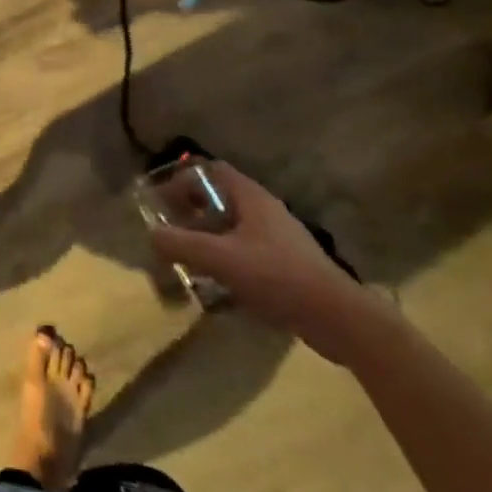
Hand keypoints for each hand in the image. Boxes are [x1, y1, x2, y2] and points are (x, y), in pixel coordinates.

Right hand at [146, 162, 386, 362]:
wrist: (340, 321)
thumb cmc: (278, 277)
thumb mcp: (220, 258)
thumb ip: (181, 244)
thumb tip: (151, 235)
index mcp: (252, 198)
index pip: (212, 170)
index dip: (184, 178)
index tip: (163, 199)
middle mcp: (265, 212)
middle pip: (220, 200)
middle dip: (191, 213)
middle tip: (170, 231)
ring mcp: (279, 240)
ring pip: (233, 229)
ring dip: (207, 240)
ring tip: (186, 260)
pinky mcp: (287, 267)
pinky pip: (246, 254)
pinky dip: (226, 262)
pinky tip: (215, 286)